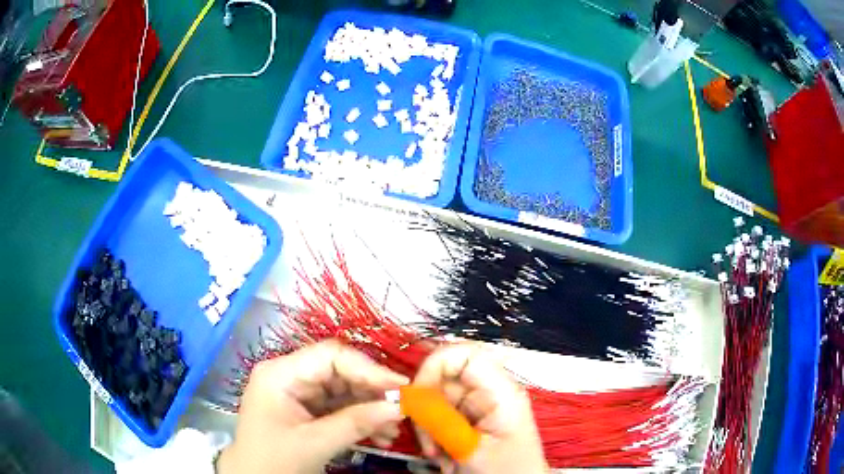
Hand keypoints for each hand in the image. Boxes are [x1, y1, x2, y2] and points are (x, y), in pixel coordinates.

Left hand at [217, 340, 408, 473]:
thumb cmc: (274, 461)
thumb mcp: (315, 443)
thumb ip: (356, 423)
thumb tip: (399, 407)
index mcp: (281, 373)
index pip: (330, 355)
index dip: (368, 368)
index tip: (400, 386)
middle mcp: (290, 375)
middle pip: (340, 371)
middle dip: (372, 391)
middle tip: (402, 410)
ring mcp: (299, 392)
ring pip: (344, 389)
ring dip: (371, 408)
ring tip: (394, 429)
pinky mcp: (307, 408)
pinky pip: (340, 406)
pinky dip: (361, 419)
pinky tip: (381, 435)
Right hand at [413, 343, 547, 473]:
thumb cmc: (505, 471)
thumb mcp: (470, 448)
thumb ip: (440, 420)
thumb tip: (411, 394)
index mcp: (501, 391)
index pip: (465, 355)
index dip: (435, 366)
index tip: (416, 395)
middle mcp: (490, 391)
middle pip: (445, 378)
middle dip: (427, 408)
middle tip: (426, 439)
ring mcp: (480, 405)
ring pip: (438, 399)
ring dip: (429, 426)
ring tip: (436, 454)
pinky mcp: (472, 418)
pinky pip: (442, 415)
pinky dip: (434, 434)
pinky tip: (443, 455)